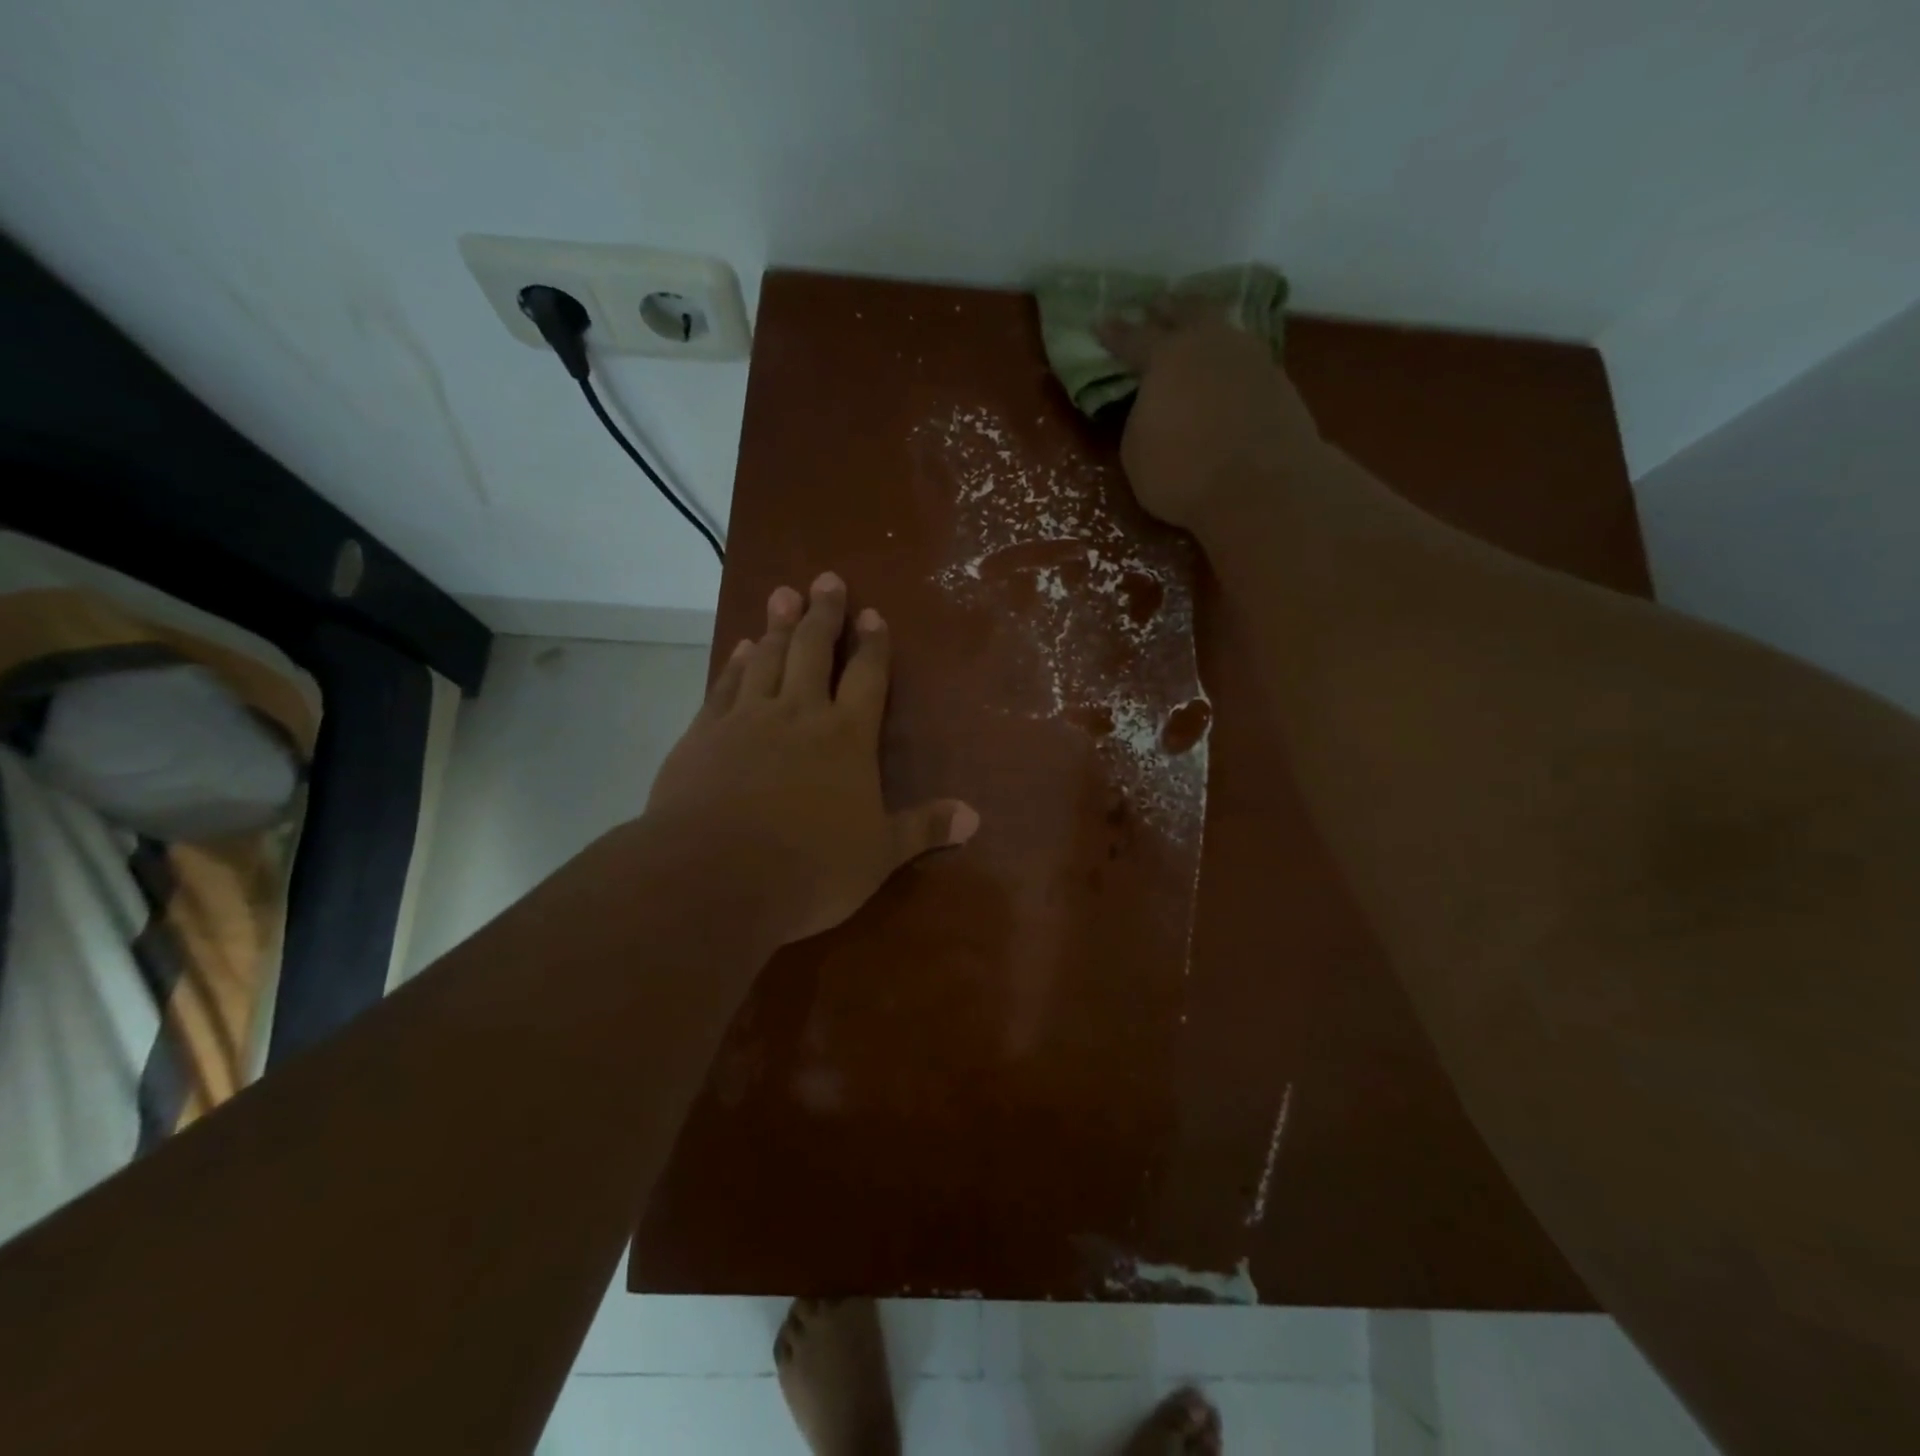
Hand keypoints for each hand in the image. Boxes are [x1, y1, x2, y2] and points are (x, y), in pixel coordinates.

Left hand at [645, 572, 978, 944]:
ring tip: (783, 594)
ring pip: (766, 658)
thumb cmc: (809, 868)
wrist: (714, 876)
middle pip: (812, 650)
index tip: (872, 613)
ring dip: (777, 625)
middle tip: (826, 579)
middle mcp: (799, 714)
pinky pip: (724, 685)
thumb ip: (924, 829)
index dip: (873, 644)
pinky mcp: (704, 734)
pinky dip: (735, 662)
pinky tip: (739, 647)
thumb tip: (975, 817)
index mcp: (847, 737)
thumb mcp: (879, 855)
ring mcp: (747, 719)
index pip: (867, 677)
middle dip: (823, 614)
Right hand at [1098, 303, 1326, 536]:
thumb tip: (1153, 407)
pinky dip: (1229, 361)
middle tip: (1157, 305)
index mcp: (1166, 357)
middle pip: (1187, 313)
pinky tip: (1225, 372)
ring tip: (1196, 333)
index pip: (1133, 338)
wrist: (1263, 488)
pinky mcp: (1278, 382)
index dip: (1114, 332)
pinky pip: (1245, 359)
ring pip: (1222, 330)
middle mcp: (1210, 344)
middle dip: (1168, 309)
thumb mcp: (1137, 453)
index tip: (1100, 321)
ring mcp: (1250, 358)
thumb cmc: (1184, 473)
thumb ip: (1140, 418)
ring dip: (1205, 328)